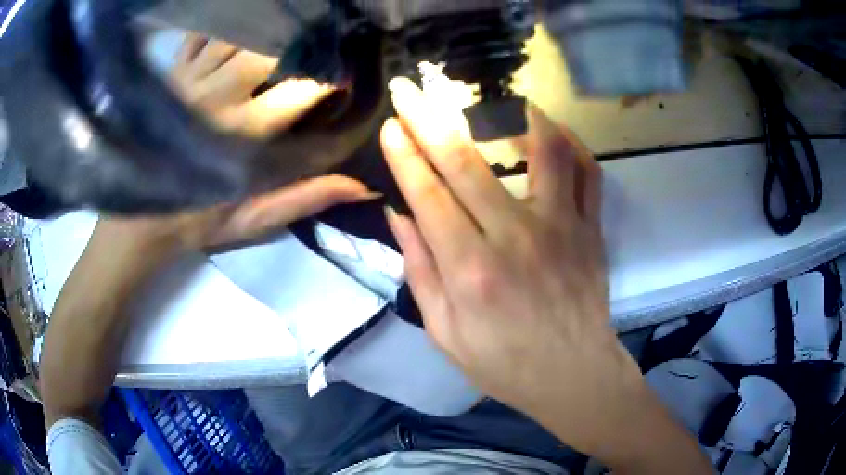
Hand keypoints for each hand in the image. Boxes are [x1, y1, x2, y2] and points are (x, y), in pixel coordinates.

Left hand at [103, 34, 376, 252]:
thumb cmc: (196, 222)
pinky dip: (222, 25)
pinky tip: (239, 25)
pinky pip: (200, 35)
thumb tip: (363, 188)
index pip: (300, 91)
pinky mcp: (172, 75)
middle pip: (266, 50)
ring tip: (284, 29)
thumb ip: (305, 197)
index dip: (330, 79)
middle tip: (316, 44)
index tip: (346, 77)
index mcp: (243, 133)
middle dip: (298, 44)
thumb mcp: (252, 219)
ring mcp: (191, 79)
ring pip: (235, 35)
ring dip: (263, 29)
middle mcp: (218, 96)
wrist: (138, 222)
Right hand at [380, 78, 708, 471]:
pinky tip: (548, 128)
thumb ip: (419, 270)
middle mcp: (517, 239)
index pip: (429, 195)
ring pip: (541, 151)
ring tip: (489, 95)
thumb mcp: (444, 332)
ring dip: (509, 115)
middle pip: (466, 163)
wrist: (573, 376)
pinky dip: (570, 142)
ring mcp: (563, 228)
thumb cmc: (503, 364)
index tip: (391, 125)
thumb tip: (400, 213)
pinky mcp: (592, 230)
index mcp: (471, 271)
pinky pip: (588, 172)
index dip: (405, 155)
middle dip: (431, 119)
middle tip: (411, 90)